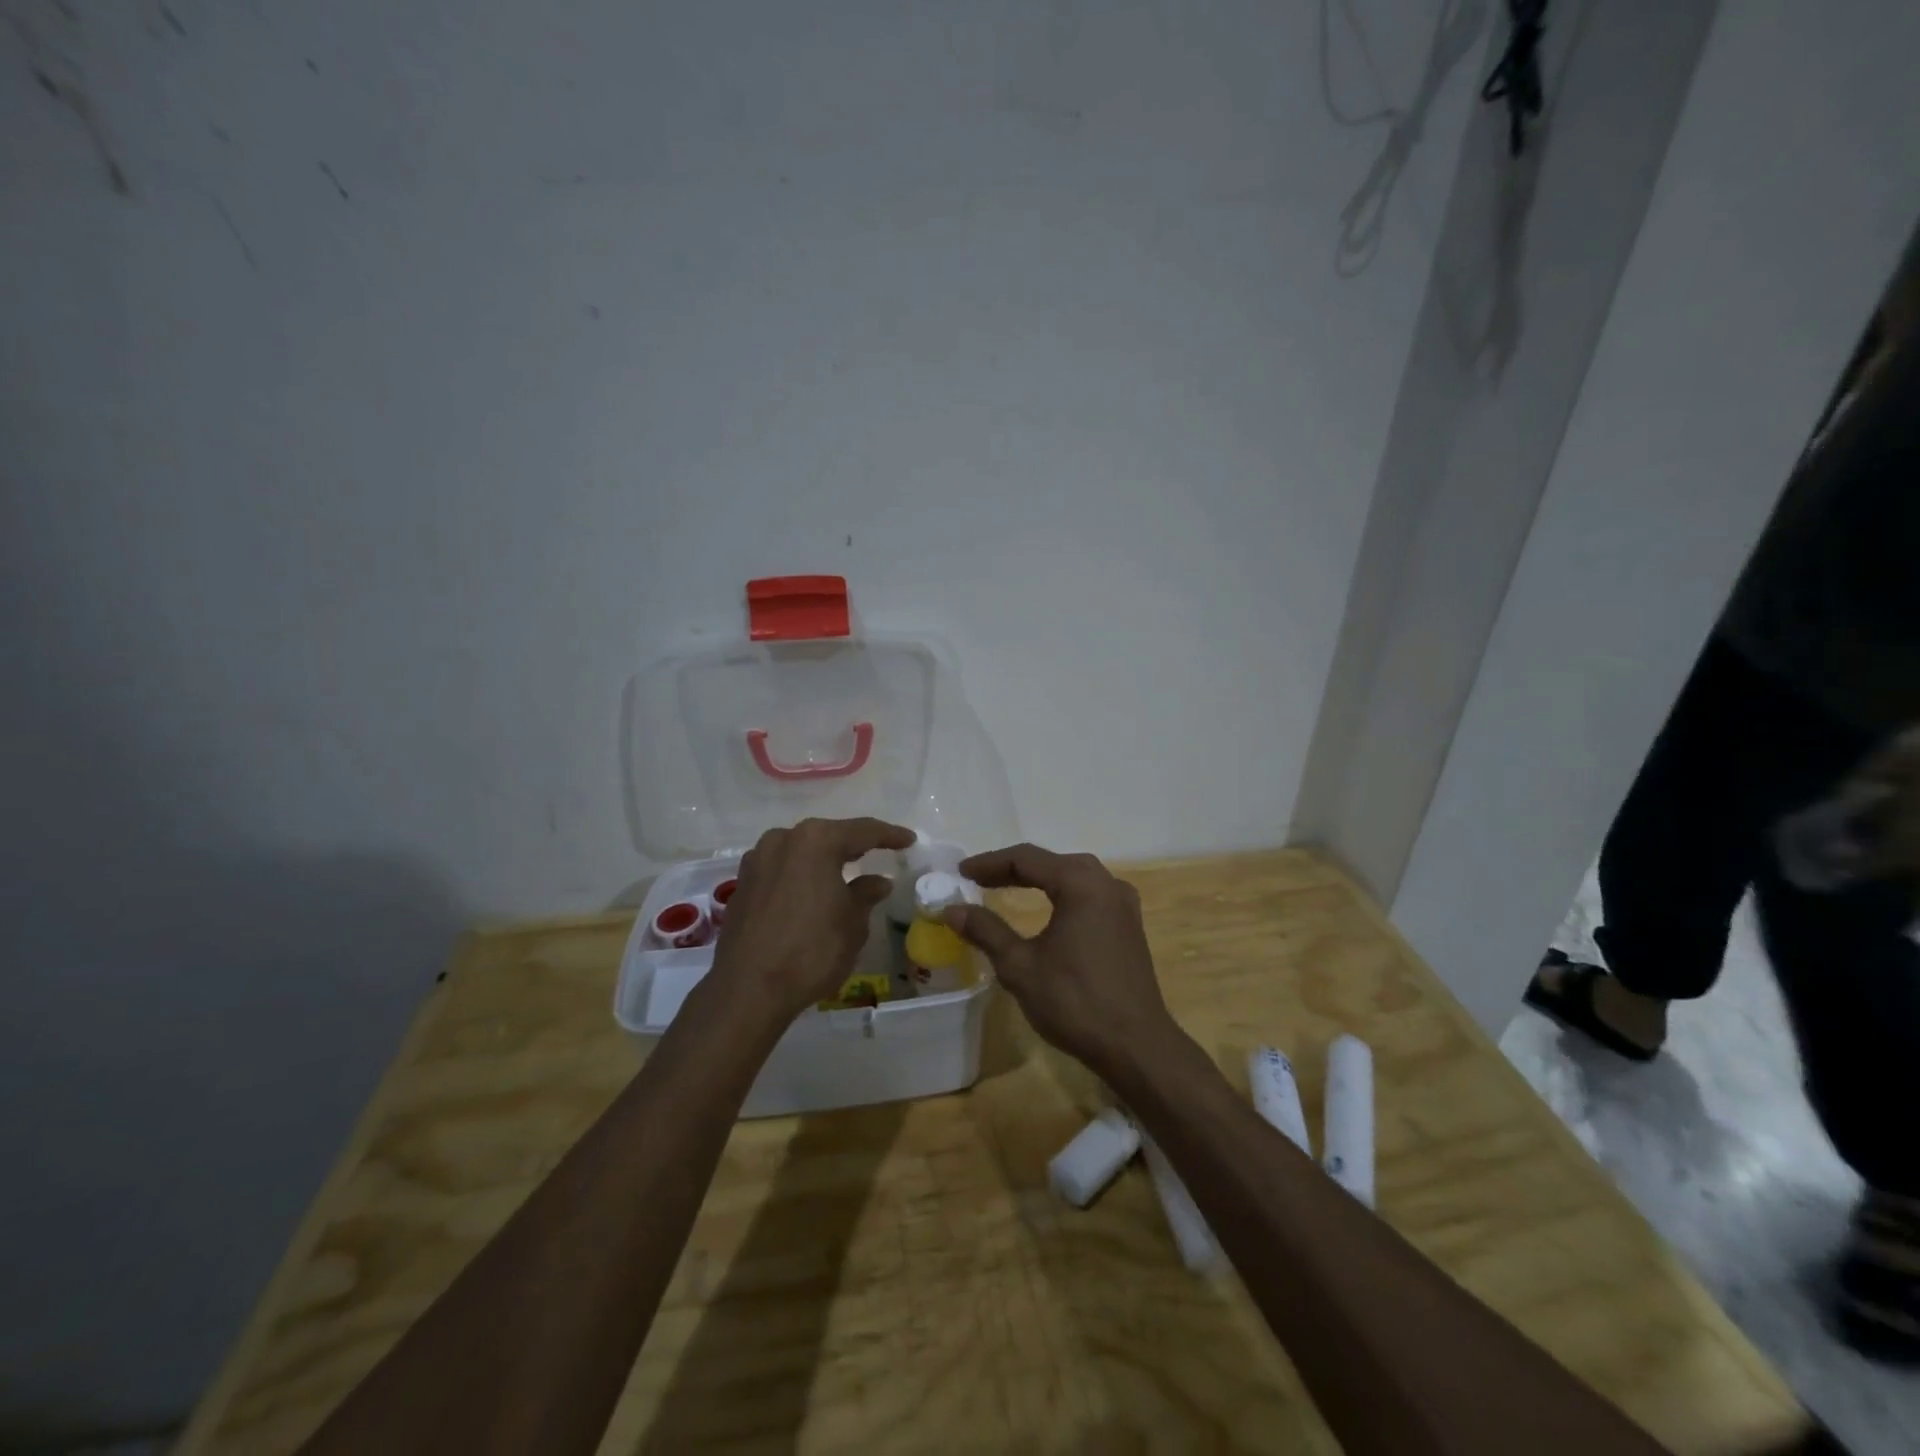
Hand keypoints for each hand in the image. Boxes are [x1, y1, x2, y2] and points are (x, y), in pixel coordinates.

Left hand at [709, 817, 915, 1022]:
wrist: (748, 990)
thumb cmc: (811, 951)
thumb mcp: (852, 923)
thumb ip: (866, 894)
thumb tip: (877, 882)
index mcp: (815, 841)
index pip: (862, 831)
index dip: (889, 835)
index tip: (908, 840)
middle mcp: (782, 840)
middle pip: (827, 836)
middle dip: (853, 844)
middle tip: (879, 851)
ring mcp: (757, 860)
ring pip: (801, 851)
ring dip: (823, 859)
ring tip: (845, 870)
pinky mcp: (743, 885)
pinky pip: (781, 870)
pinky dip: (801, 875)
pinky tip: (812, 891)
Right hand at [944, 843, 1177, 1078]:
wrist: (1136, 1046)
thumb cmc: (1075, 1002)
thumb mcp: (1020, 966)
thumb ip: (985, 930)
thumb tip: (952, 909)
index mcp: (1081, 883)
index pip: (1026, 858)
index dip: (989, 863)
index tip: (960, 873)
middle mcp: (1106, 883)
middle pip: (1051, 862)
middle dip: (1011, 868)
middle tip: (977, 880)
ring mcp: (1123, 904)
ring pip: (1072, 876)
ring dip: (1038, 879)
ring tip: (1004, 888)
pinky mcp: (1129, 925)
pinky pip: (1089, 895)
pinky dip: (1060, 894)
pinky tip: (1047, 909)